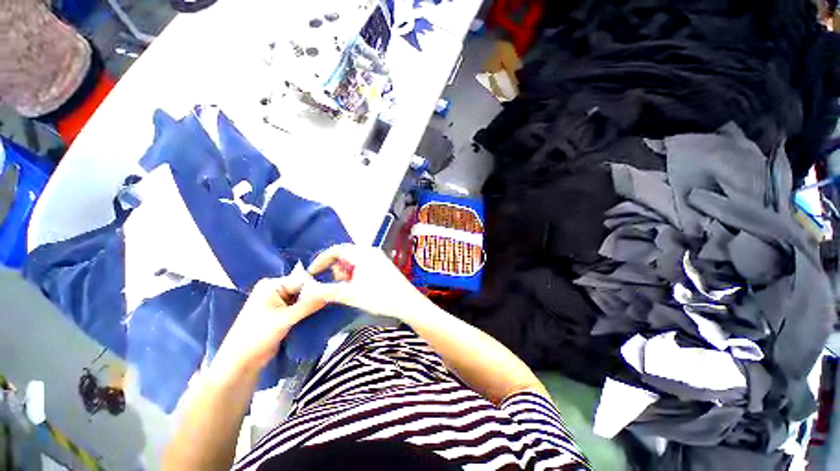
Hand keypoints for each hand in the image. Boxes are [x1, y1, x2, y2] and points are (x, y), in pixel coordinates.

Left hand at [212, 277, 325, 375]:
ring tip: (330, 307)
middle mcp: (277, 290)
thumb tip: (330, 294)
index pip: (301, 280)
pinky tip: (322, 313)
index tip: (332, 293)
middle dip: (317, 295)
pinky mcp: (284, 314)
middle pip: (304, 288)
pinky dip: (310, 311)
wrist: (241, 363)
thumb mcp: (284, 319)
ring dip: (314, 304)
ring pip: (304, 299)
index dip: (317, 287)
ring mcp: (280, 302)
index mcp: (272, 285)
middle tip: (333, 301)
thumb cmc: (256, 336)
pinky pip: (301, 308)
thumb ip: (307, 305)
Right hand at [307, 244, 421, 320]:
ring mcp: (378, 258)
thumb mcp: (350, 295)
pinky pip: (363, 265)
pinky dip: (356, 274)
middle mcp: (370, 251)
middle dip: (336, 269)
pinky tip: (360, 288)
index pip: (336, 250)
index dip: (321, 260)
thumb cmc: (379, 297)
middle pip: (345, 255)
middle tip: (338, 285)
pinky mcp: (383, 265)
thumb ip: (326, 291)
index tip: (312, 273)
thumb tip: (306, 290)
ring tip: (350, 289)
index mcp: (362, 253)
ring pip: (354, 261)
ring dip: (346, 273)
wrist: (407, 303)